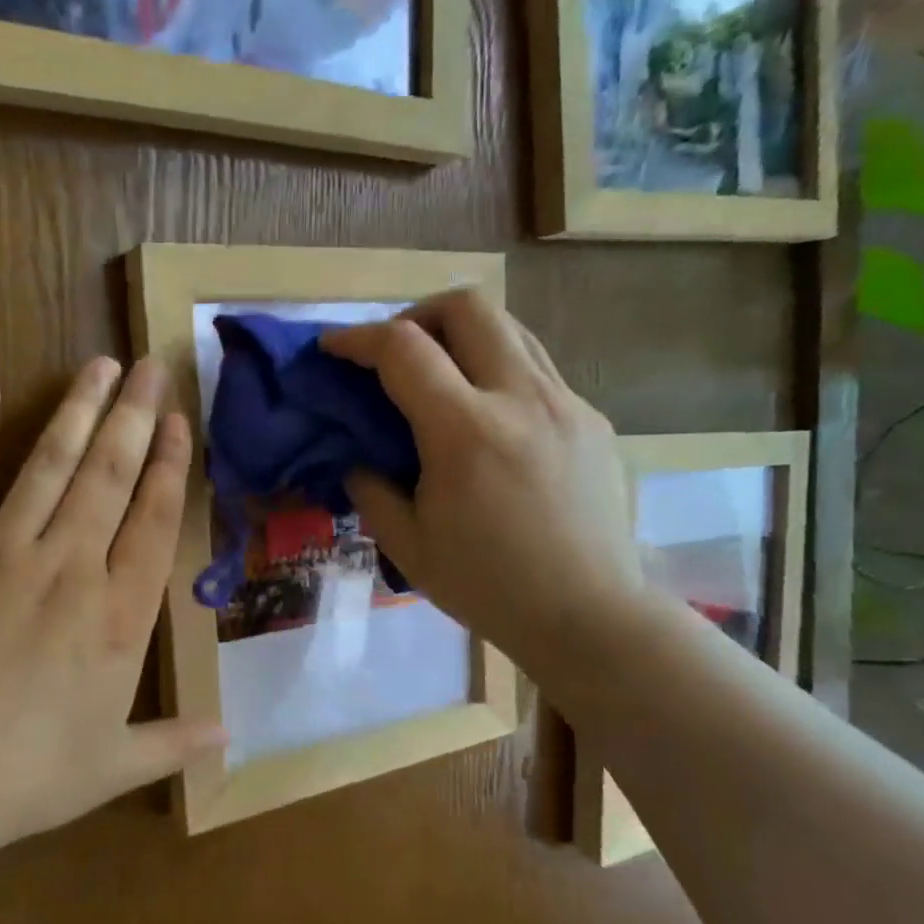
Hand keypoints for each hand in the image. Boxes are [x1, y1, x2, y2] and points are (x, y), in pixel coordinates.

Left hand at [0, 358, 222, 861]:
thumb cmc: (20, 778)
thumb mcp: (110, 768)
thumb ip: (173, 743)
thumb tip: (230, 737)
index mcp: (117, 616)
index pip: (155, 521)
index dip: (171, 466)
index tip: (180, 422)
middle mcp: (68, 566)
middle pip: (110, 475)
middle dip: (134, 416)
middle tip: (150, 365)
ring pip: (48, 464)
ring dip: (77, 411)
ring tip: (99, 366)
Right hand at [321, 290, 642, 684]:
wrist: (589, 616)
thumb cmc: (488, 587)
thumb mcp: (407, 545)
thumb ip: (370, 489)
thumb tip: (357, 456)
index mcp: (465, 431)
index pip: (402, 348)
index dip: (356, 338)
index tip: (332, 348)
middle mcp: (520, 398)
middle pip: (467, 306)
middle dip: (416, 314)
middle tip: (394, 352)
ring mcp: (565, 403)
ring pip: (510, 327)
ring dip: (463, 336)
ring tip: (440, 376)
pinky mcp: (592, 419)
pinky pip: (538, 369)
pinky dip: (498, 371)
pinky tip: (489, 421)